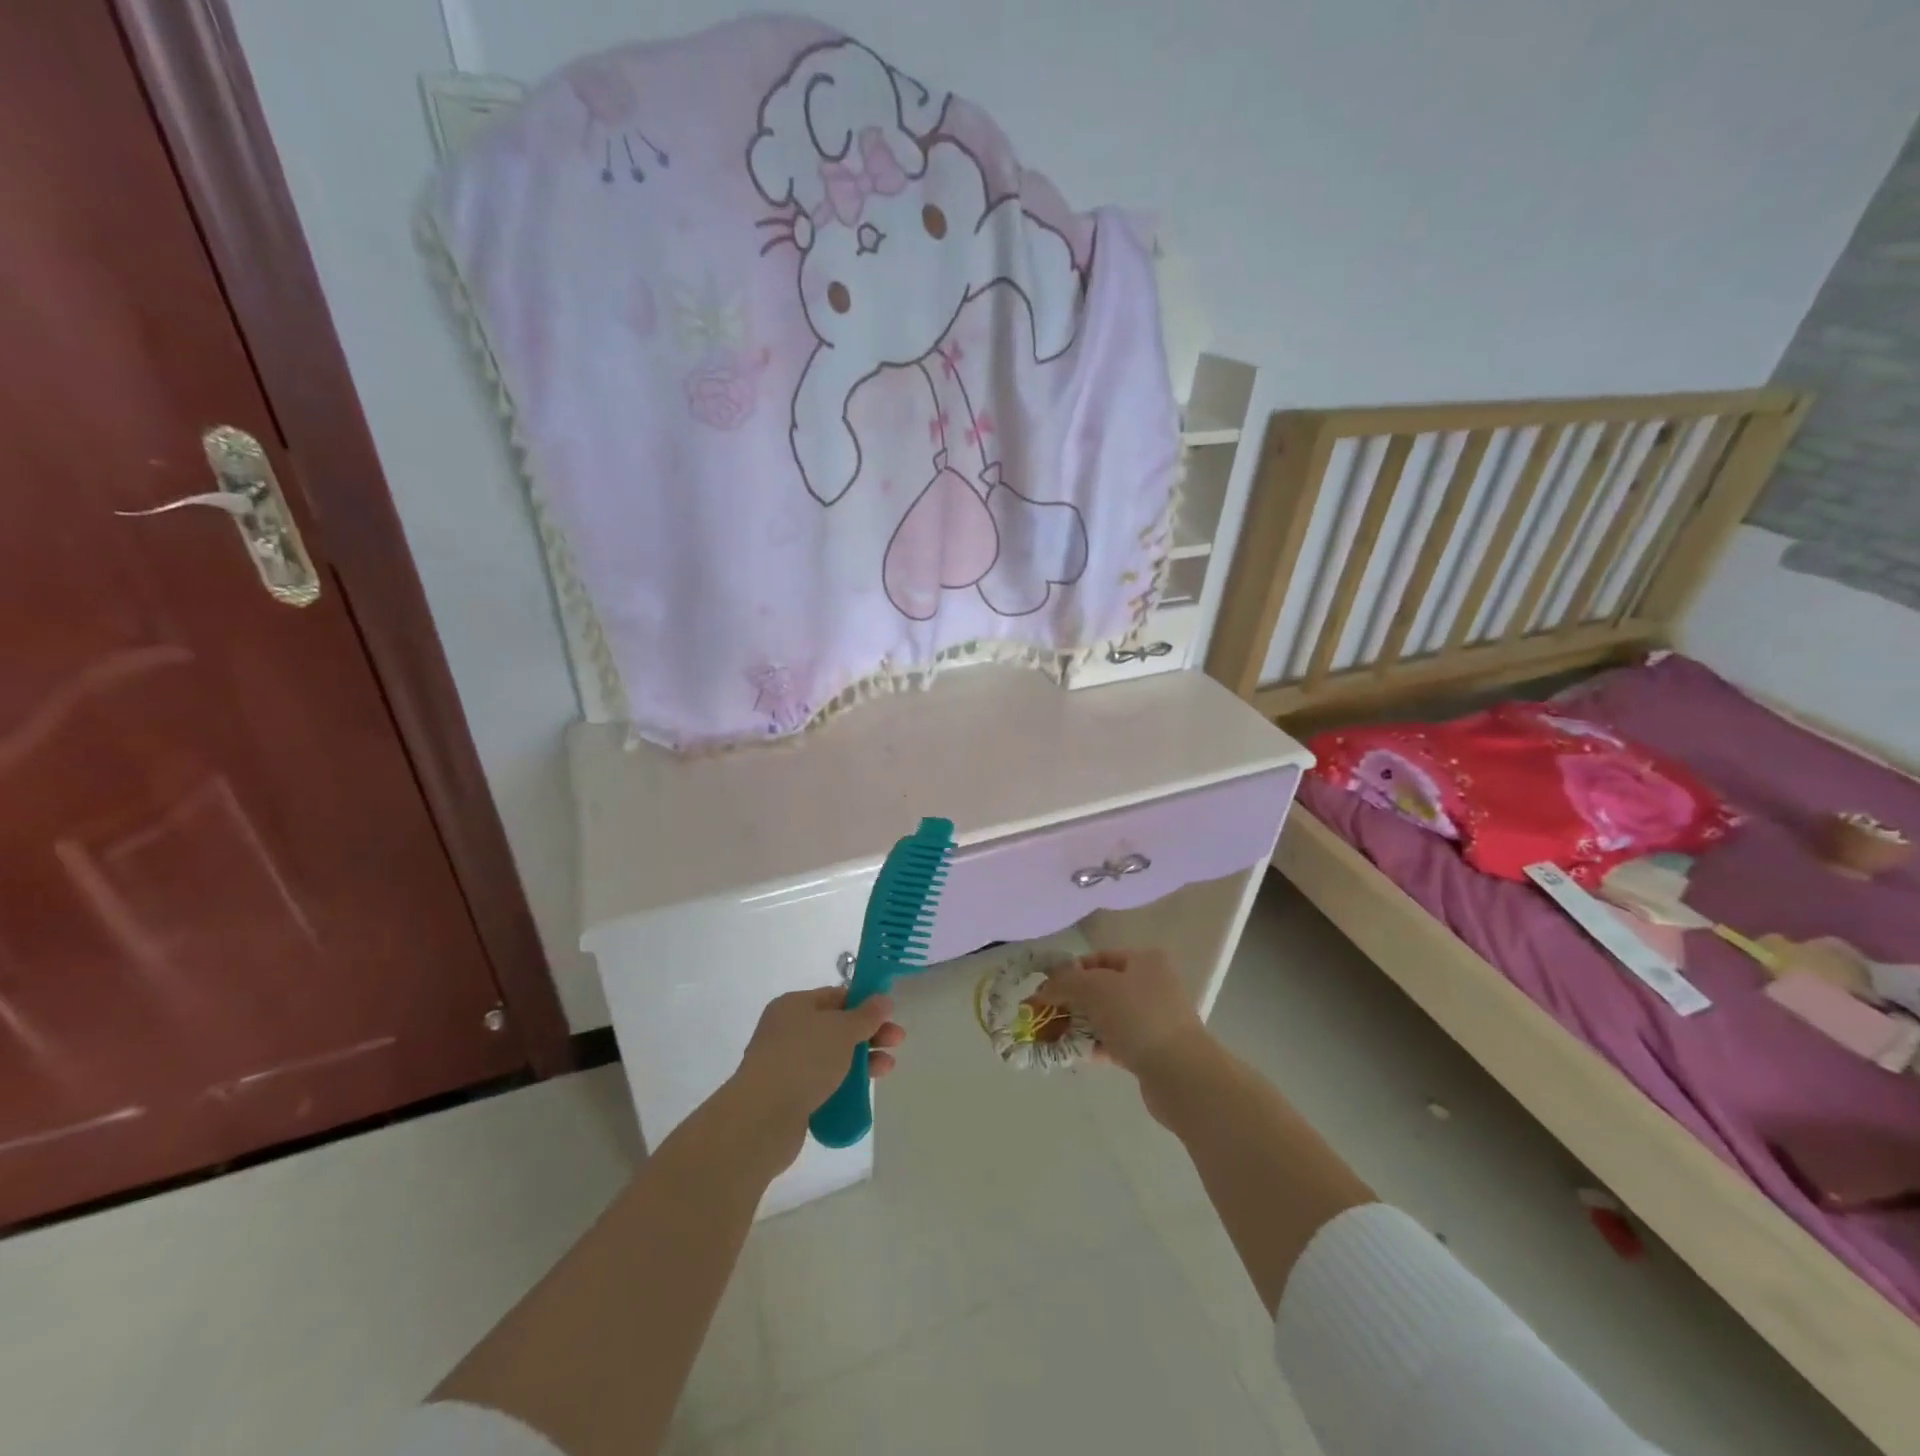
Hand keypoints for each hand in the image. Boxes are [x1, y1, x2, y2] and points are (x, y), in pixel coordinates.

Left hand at [726, 987, 905, 1157]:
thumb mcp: (842, 1030)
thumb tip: (883, 999)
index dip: (865, 1003)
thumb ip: (866, 1015)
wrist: (762, 1118)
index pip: (836, 996)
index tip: (890, 1014)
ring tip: (887, 1069)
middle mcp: (787, 1030)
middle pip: (836, 1027)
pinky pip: (822, 1083)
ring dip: (861, 1060)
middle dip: (868, 1034)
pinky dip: (843, 1084)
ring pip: (831, 1056)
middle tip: (897, 1042)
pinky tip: (862, 1092)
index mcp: (794, 1005)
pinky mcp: (787, 1095)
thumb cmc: (804, 1060)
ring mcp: (785, 1064)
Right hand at [1034, 949, 1213, 1119]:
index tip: (1046, 991)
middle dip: (1071, 1002)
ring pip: (1107, 1017)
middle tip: (1044, 1017)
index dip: (1069, 972)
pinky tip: (1077, 1054)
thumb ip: (1065, 982)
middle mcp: (1152, 985)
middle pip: (1101, 988)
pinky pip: (1116, 1041)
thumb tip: (1043, 988)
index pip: (1098, 958)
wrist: (1181, 1074)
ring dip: (1080, 1025)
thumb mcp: (1094, 989)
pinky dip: (1096, 1045)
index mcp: (1144, 961)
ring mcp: (1154, 1019)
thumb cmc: (1137, 1017)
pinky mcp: (1152, 1049)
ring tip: (1054, 1038)